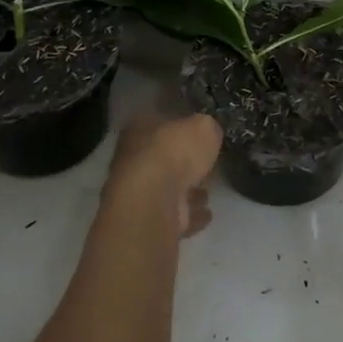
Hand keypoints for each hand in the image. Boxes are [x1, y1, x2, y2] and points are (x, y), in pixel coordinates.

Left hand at [104, 114, 221, 237]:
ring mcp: (139, 191)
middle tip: (206, 166)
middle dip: (184, 164)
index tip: (201, 137)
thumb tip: (208, 134)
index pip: (162, 122)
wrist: (154, 201)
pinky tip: (207, 214)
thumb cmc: (175, 153)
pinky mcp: (149, 219)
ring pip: (168, 188)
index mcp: (140, 128)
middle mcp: (134, 158)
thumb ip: (206, 129)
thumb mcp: (202, 127)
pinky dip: (190, 214)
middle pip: (164, 158)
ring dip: (187, 191)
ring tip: (209, 192)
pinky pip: (175, 214)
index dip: (183, 128)